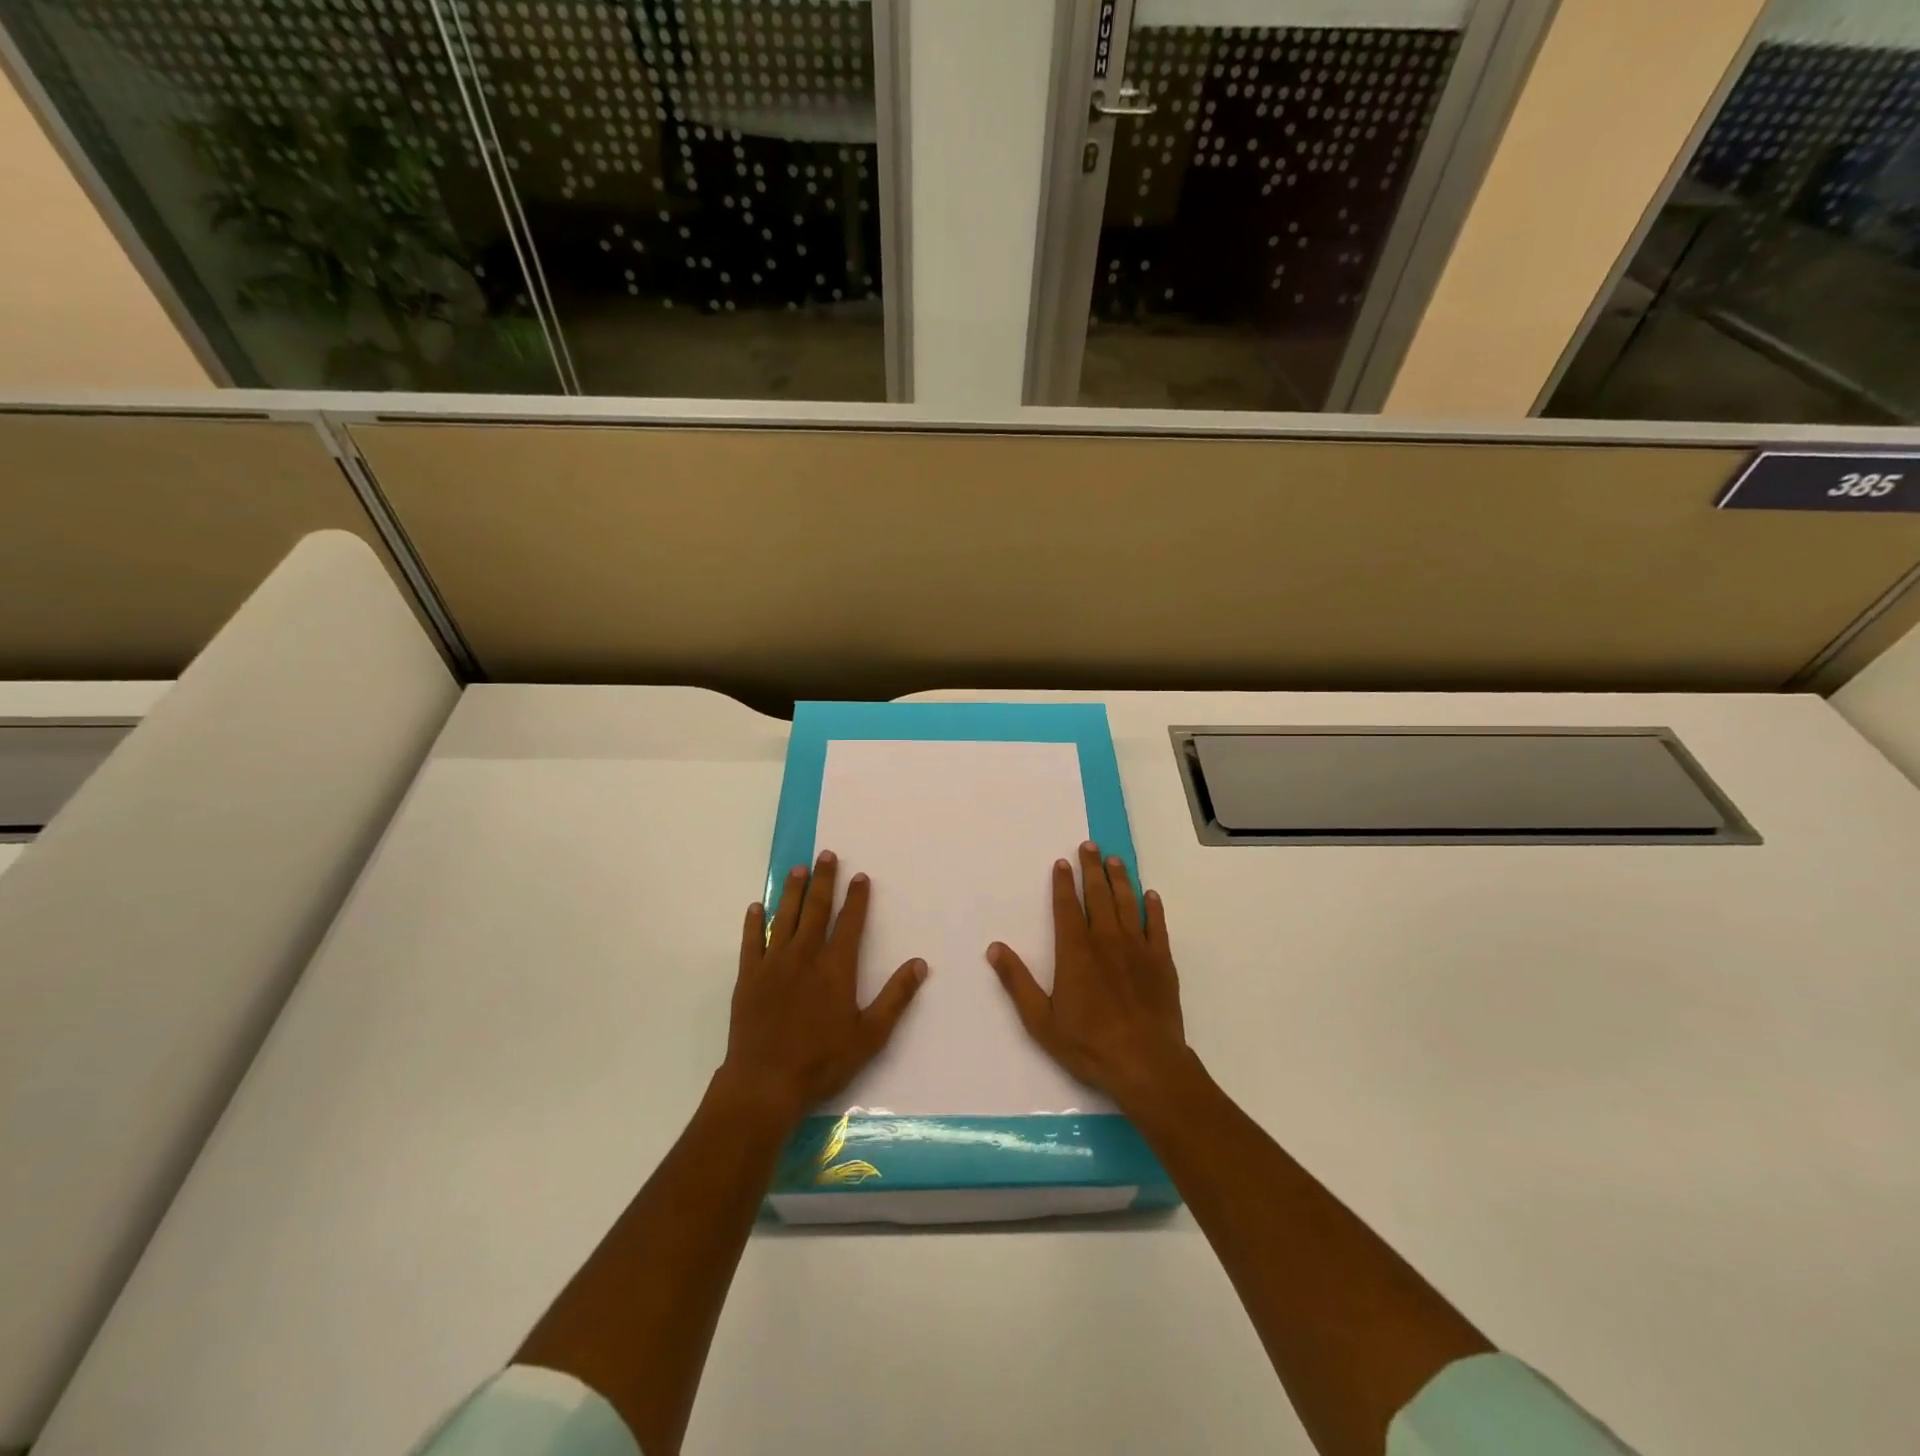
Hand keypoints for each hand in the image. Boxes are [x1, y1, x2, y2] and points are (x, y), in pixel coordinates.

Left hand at [718, 850, 927, 1127]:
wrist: (765, 1083)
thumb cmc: (822, 1061)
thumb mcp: (870, 1035)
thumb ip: (895, 997)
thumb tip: (920, 964)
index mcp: (836, 967)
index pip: (850, 922)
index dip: (857, 898)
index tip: (860, 876)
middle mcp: (805, 956)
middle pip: (816, 909)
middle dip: (823, 880)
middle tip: (826, 854)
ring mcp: (773, 964)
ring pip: (784, 917)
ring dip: (792, 891)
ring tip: (797, 869)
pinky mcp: (749, 977)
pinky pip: (751, 942)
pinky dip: (754, 923)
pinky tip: (756, 908)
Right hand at [987, 840, 1192, 1114]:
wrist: (1146, 1064)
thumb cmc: (1088, 1044)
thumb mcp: (1041, 1020)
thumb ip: (1017, 982)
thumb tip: (994, 948)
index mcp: (1075, 951)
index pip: (1067, 907)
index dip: (1063, 883)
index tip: (1062, 862)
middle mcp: (1106, 940)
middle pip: (1098, 895)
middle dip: (1092, 869)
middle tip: (1090, 845)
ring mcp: (1137, 949)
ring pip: (1127, 903)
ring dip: (1120, 879)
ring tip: (1115, 860)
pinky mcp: (1161, 962)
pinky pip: (1157, 926)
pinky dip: (1153, 908)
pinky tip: (1151, 895)